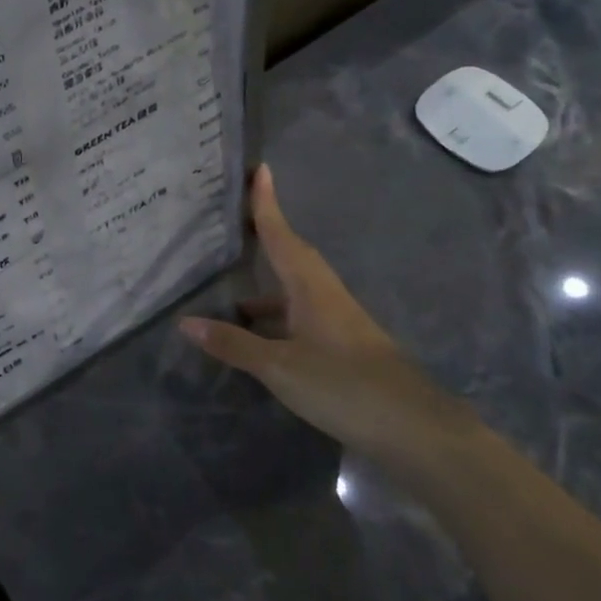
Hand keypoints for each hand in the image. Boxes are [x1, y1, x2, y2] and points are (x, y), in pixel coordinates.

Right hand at [177, 164, 480, 473]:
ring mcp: (338, 321)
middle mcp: (325, 295)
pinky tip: (259, 336)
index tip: (260, 170)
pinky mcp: (343, 346)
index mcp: (311, 288)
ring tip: (230, 292)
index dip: (267, 204)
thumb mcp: (280, 367)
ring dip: (266, 286)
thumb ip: (233, 344)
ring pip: (295, 290)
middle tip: (238, 219)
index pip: (281, 235)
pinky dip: (276, 317)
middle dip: (265, 235)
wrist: (416, 430)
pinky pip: (300, 315)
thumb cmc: (344, 386)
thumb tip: (185, 322)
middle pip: (291, 255)